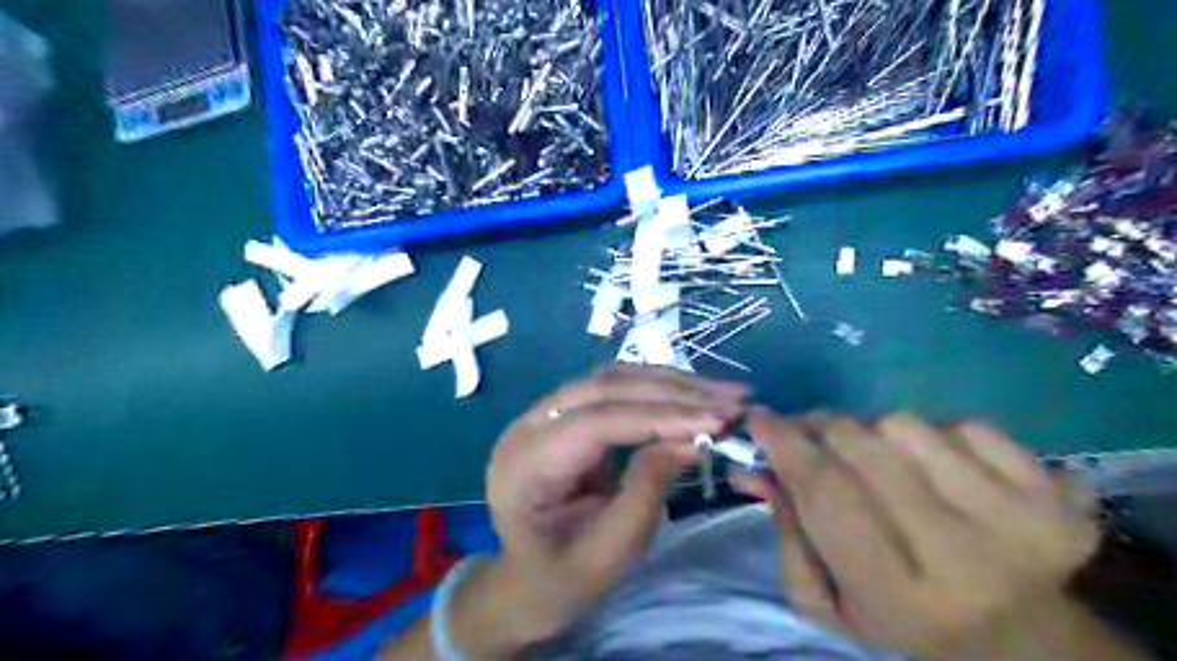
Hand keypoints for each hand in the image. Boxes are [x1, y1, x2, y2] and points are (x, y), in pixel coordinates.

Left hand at [480, 367, 736, 650]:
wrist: (521, 582)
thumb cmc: (557, 580)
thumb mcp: (606, 554)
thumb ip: (645, 493)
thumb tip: (690, 441)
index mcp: (524, 463)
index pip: (597, 422)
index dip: (660, 417)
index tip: (718, 422)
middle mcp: (529, 425)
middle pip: (604, 388)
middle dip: (673, 391)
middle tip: (733, 400)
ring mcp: (545, 415)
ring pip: (612, 380)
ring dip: (670, 383)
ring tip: (723, 392)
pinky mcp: (567, 416)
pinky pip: (614, 391)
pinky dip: (657, 391)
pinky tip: (692, 396)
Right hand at [734, 410, 1105, 659]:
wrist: (1018, 638)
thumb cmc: (901, 619)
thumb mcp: (826, 600)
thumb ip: (784, 532)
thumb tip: (753, 465)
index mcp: (898, 595)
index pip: (825, 493)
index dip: (785, 445)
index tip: (758, 418)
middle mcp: (962, 556)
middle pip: (860, 446)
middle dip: (819, 428)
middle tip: (808, 433)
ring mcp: (1017, 517)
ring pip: (903, 424)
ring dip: (874, 433)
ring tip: (879, 460)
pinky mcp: (1054, 490)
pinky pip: (963, 423)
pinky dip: (936, 434)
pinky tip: (939, 469)